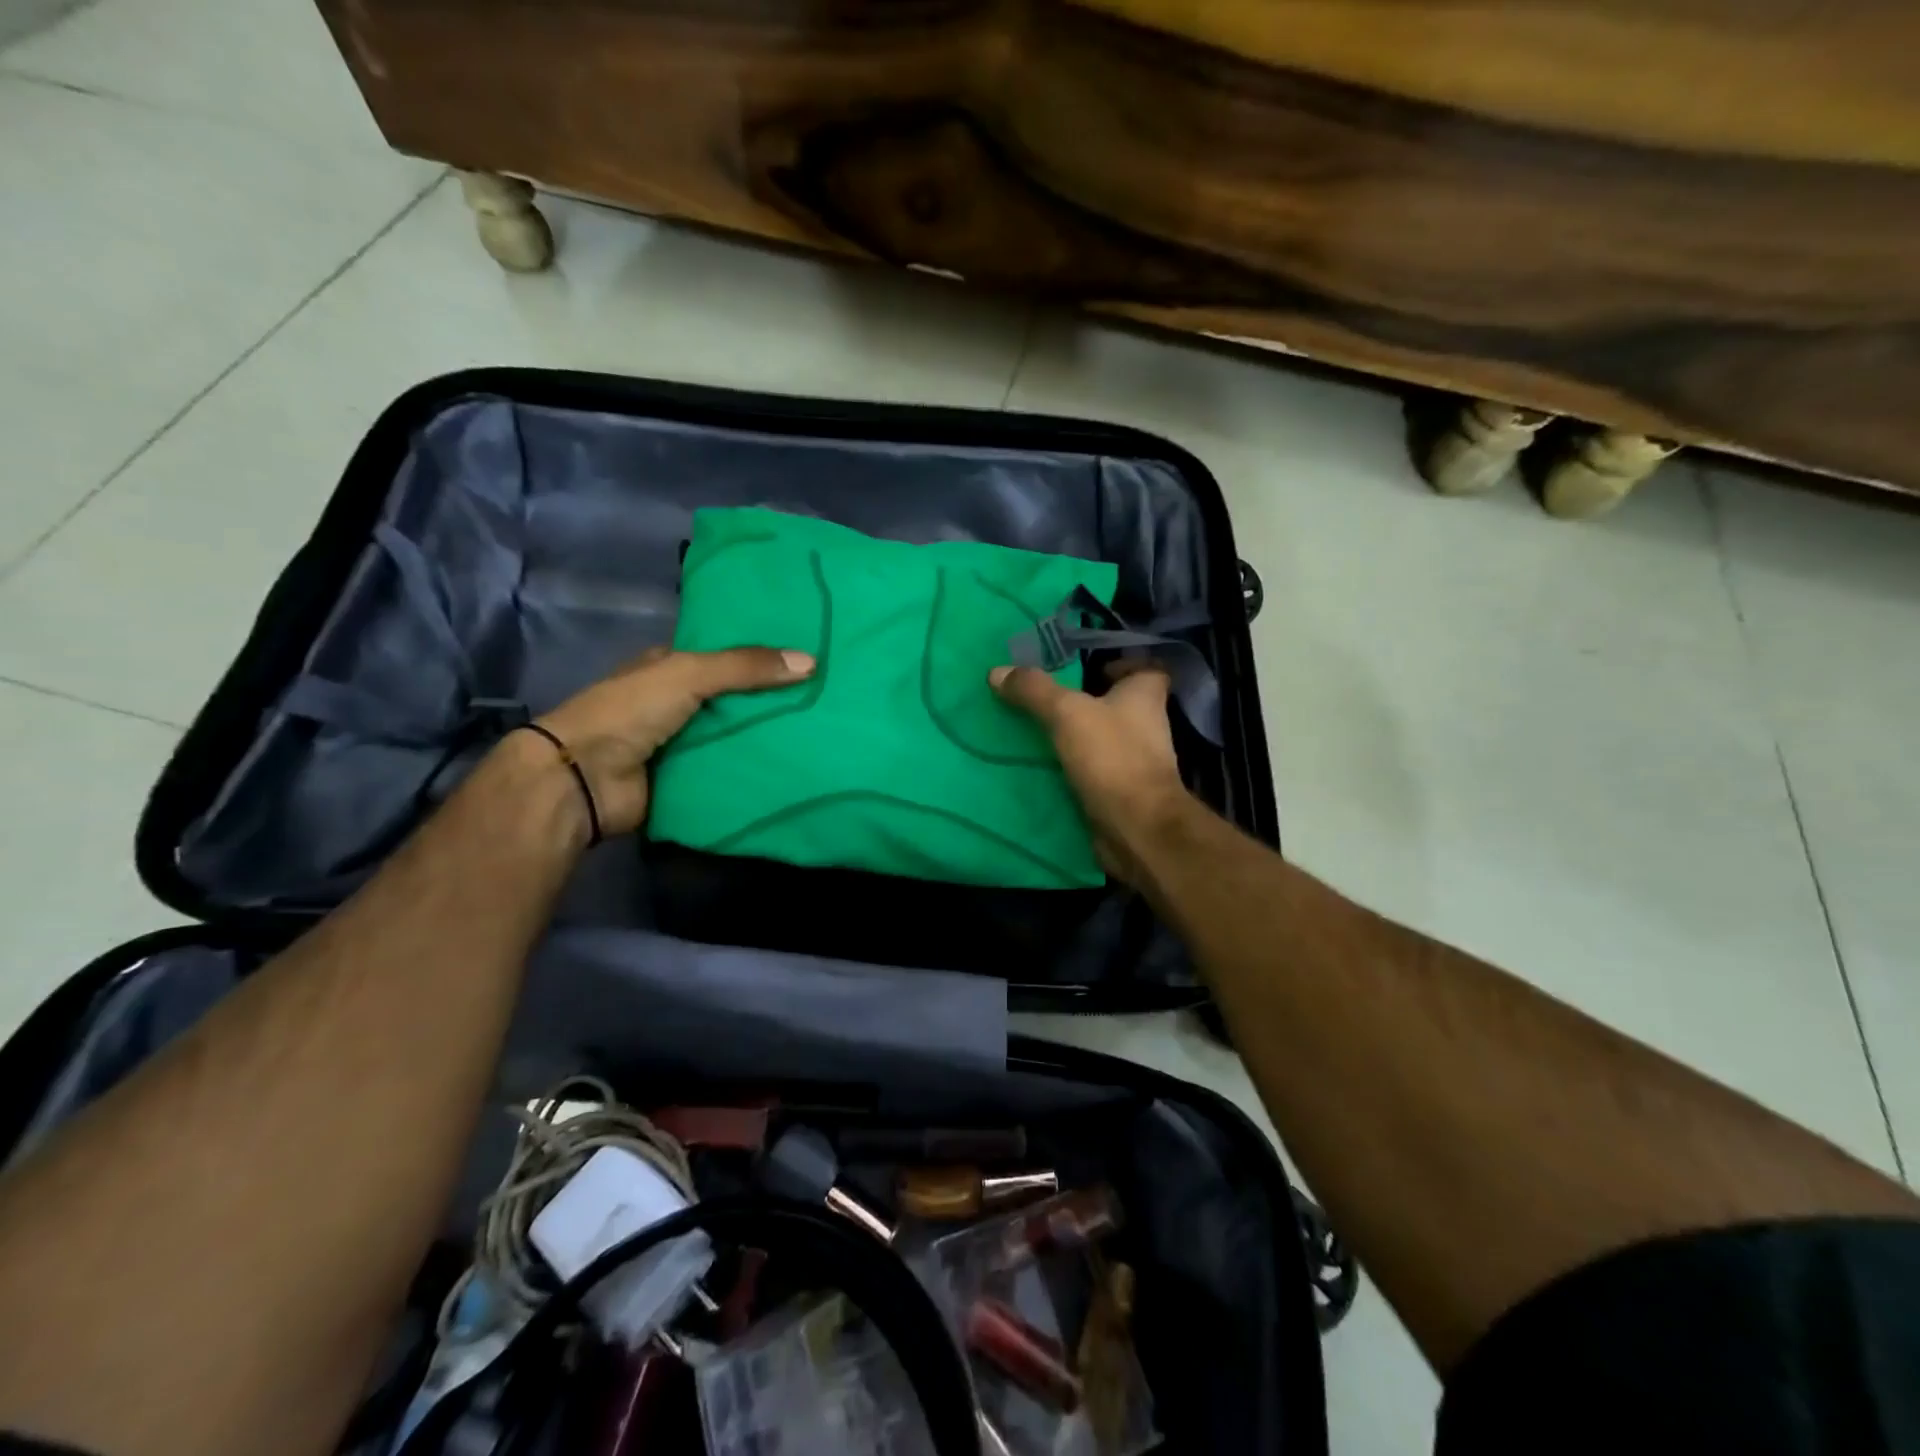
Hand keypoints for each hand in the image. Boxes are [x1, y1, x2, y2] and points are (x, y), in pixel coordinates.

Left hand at [536, 645, 814, 835]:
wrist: (585, 779)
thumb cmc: (631, 711)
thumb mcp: (690, 674)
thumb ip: (747, 667)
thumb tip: (812, 662)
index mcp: (670, 668)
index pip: (725, 656)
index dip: (762, 656)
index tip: (808, 657)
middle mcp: (676, 704)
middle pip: (735, 698)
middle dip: (773, 699)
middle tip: (827, 698)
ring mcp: (681, 744)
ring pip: (736, 735)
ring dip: (768, 737)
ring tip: (821, 732)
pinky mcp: (687, 780)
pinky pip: (730, 771)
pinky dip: (755, 770)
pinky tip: (795, 766)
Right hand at [989, 661, 1191, 884]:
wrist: (1137, 828)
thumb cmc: (1113, 757)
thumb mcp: (1067, 713)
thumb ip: (1034, 690)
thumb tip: (997, 671)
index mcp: (1146, 696)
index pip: (1146, 668)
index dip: (1121, 664)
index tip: (1087, 667)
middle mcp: (1146, 726)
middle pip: (1117, 705)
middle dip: (1085, 702)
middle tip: (1043, 698)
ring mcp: (1135, 762)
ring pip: (1101, 740)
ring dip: (1074, 738)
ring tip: (1031, 732)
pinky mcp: (1120, 792)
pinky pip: (1091, 773)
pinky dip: (1070, 771)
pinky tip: (1038, 768)